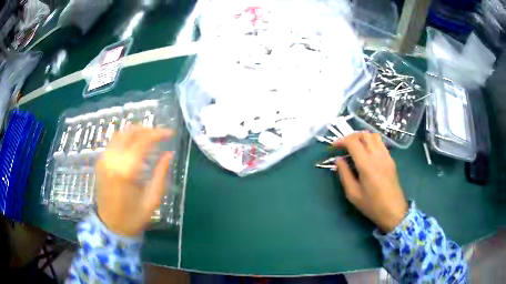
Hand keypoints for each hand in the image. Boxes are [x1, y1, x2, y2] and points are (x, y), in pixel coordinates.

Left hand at [96, 127, 173, 236]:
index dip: (158, 134)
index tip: (170, 134)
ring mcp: (103, 159)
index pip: (142, 141)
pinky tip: (134, 144)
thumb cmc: (133, 217)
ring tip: (149, 136)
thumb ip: (161, 174)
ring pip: (120, 134)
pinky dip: (126, 138)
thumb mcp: (152, 200)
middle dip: (147, 129)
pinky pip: (113, 142)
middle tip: (161, 134)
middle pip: (130, 132)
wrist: (111, 226)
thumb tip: (169, 154)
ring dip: (136, 131)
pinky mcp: (100, 162)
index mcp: (125, 171)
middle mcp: (112, 160)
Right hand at [333, 132, 407, 232]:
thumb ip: (344, 174)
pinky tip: (367, 152)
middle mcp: (377, 155)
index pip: (353, 142)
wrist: (393, 210)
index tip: (334, 146)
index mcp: (366, 164)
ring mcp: (386, 156)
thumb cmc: (372, 205)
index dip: (341, 141)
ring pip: (373, 135)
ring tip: (355, 146)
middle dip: (351, 136)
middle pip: (364, 134)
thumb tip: (338, 160)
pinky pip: (380, 143)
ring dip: (362, 137)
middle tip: (343, 146)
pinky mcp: (391, 159)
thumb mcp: (353, 194)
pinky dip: (371, 141)